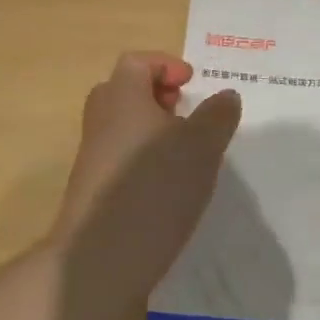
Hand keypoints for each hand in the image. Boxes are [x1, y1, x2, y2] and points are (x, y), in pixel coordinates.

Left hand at [52, 52, 242, 288]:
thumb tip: (226, 95)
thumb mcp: (202, 147)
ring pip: (122, 127)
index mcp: (123, 98)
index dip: (166, 65)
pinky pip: (119, 159)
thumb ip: (217, 116)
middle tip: (186, 116)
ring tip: (185, 155)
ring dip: (152, 131)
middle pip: (124, 91)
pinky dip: (143, 161)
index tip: (192, 85)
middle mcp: (101, 121)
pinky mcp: (93, 190)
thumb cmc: (155, 187)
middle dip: (157, 97)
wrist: (101, 257)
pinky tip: (168, 188)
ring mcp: (92, 157)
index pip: (136, 62)